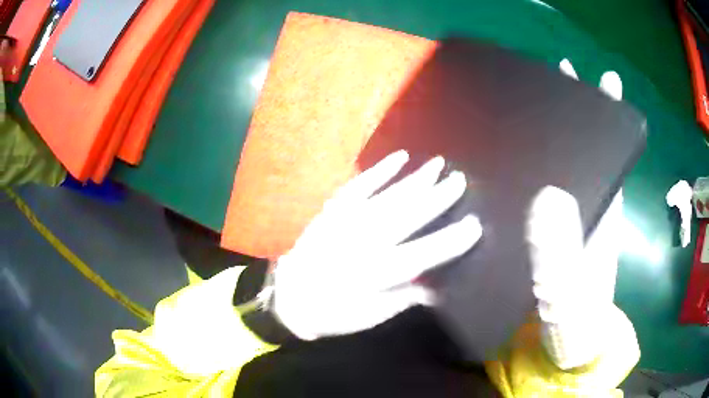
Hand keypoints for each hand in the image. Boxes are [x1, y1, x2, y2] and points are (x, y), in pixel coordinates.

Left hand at [272, 150, 482, 339]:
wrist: (290, 297)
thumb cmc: (335, 311)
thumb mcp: (373, 315)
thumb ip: (405, 297)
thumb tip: (436, 285)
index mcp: (376, 274)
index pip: (422, 254)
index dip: (450, 241)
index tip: (474, 226)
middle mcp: (364, 243)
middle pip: (407, 217)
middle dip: (437, 198)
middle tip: (461, 181)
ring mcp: (347, 221)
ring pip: (388, 197)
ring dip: (415, 180)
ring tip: (439, 164)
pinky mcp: (334, 209)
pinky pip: (360, 185)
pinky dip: (380, 170)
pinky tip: (400, 158)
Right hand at [526, 60, 626, 369]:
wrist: (562, 349)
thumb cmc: (571, 324)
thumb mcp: (566, 295)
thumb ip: (559, 255)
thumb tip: (548, 194)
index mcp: (601, 216)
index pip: (610, 155)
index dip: (610, 119)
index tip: (604, 80)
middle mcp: (588, 210)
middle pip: (587, 151)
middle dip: (577, 112)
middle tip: (554, 75)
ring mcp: (567, 223)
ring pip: (564, 168)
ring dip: (551, 135)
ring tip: (527, 101)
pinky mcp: (547, 236)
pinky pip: (542, 193)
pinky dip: (532, 170)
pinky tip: (509, 160)